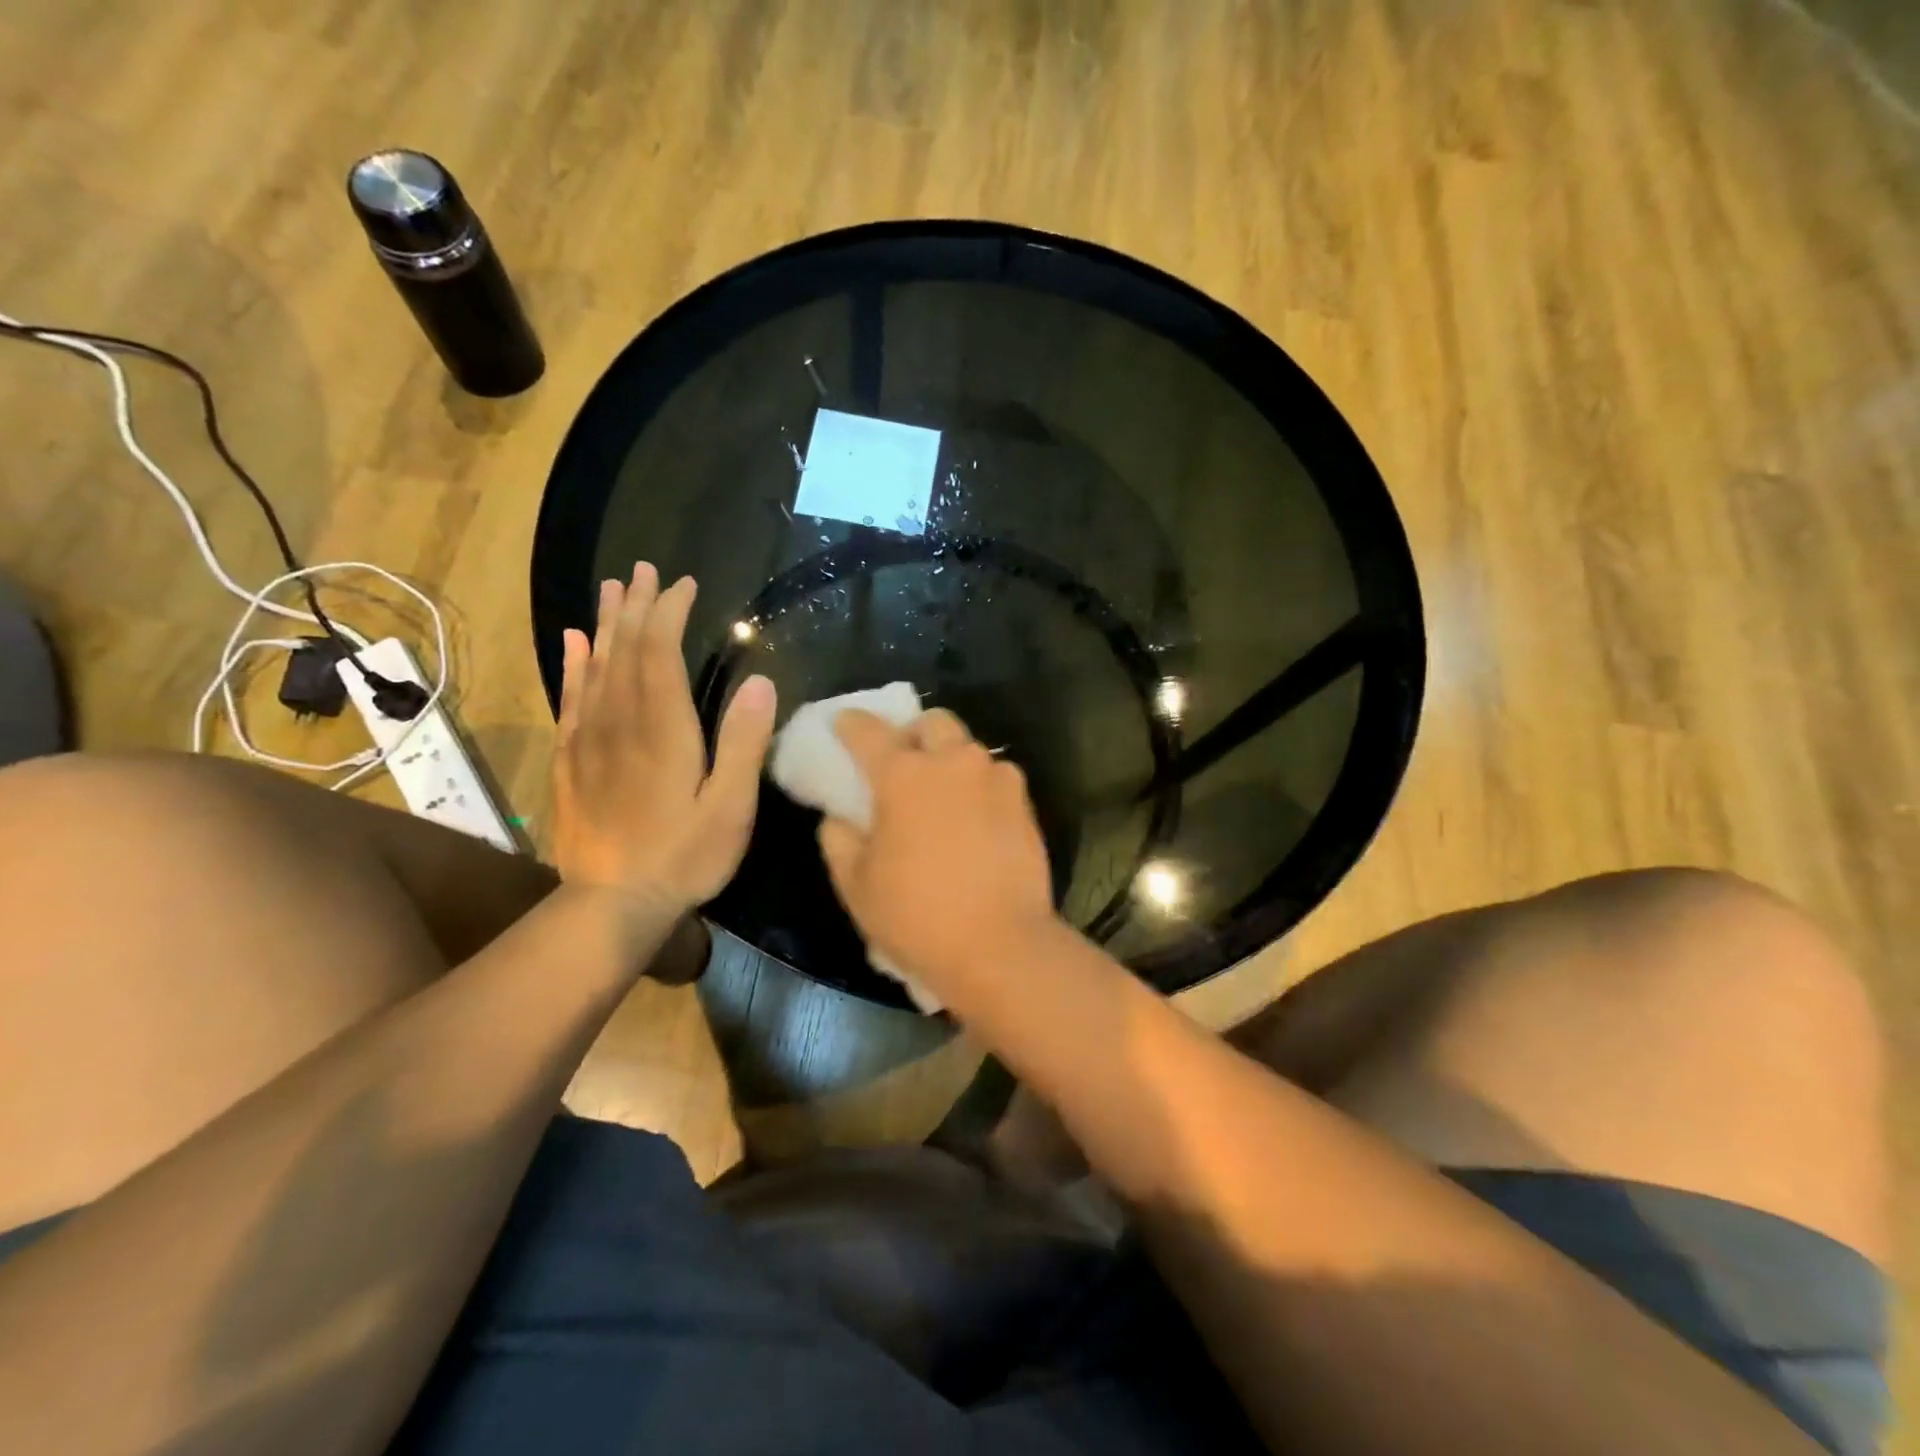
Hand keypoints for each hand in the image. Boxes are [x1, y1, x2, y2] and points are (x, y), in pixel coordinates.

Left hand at [552, 563, 775, 912]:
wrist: (611, 904)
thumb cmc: (684, 856)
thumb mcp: (731, 807)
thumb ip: (744, 743)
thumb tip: (760, 681)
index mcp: (663, 729)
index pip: (661, 652)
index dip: (670, 613)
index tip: (683, 584)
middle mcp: (620, 721)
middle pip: (625, 649)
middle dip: (635, 606)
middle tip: (642, 569)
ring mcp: (589, 739)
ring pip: (596, 667)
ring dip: (606, 624)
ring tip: (611, 588)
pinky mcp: (571, 759)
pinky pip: (571, 698)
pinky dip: (574, 665)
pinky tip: (576, 645)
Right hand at [819, 708, 1057, 995]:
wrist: (1001, 946)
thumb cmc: (917, 916)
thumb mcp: (856, 885)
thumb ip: (838, 839)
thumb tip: (839, 817)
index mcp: (903, 775)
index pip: (869, 731)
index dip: (851, 724)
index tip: (843, 723)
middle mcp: (953, 763)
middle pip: (932, 723)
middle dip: (913, 733)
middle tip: (903, 763)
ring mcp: (995, 779)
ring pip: (969, 748)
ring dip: (950, 760)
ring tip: (942, 796)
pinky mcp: (1024, 803)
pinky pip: (996, 778)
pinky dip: (979, 787)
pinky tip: (974, 819)